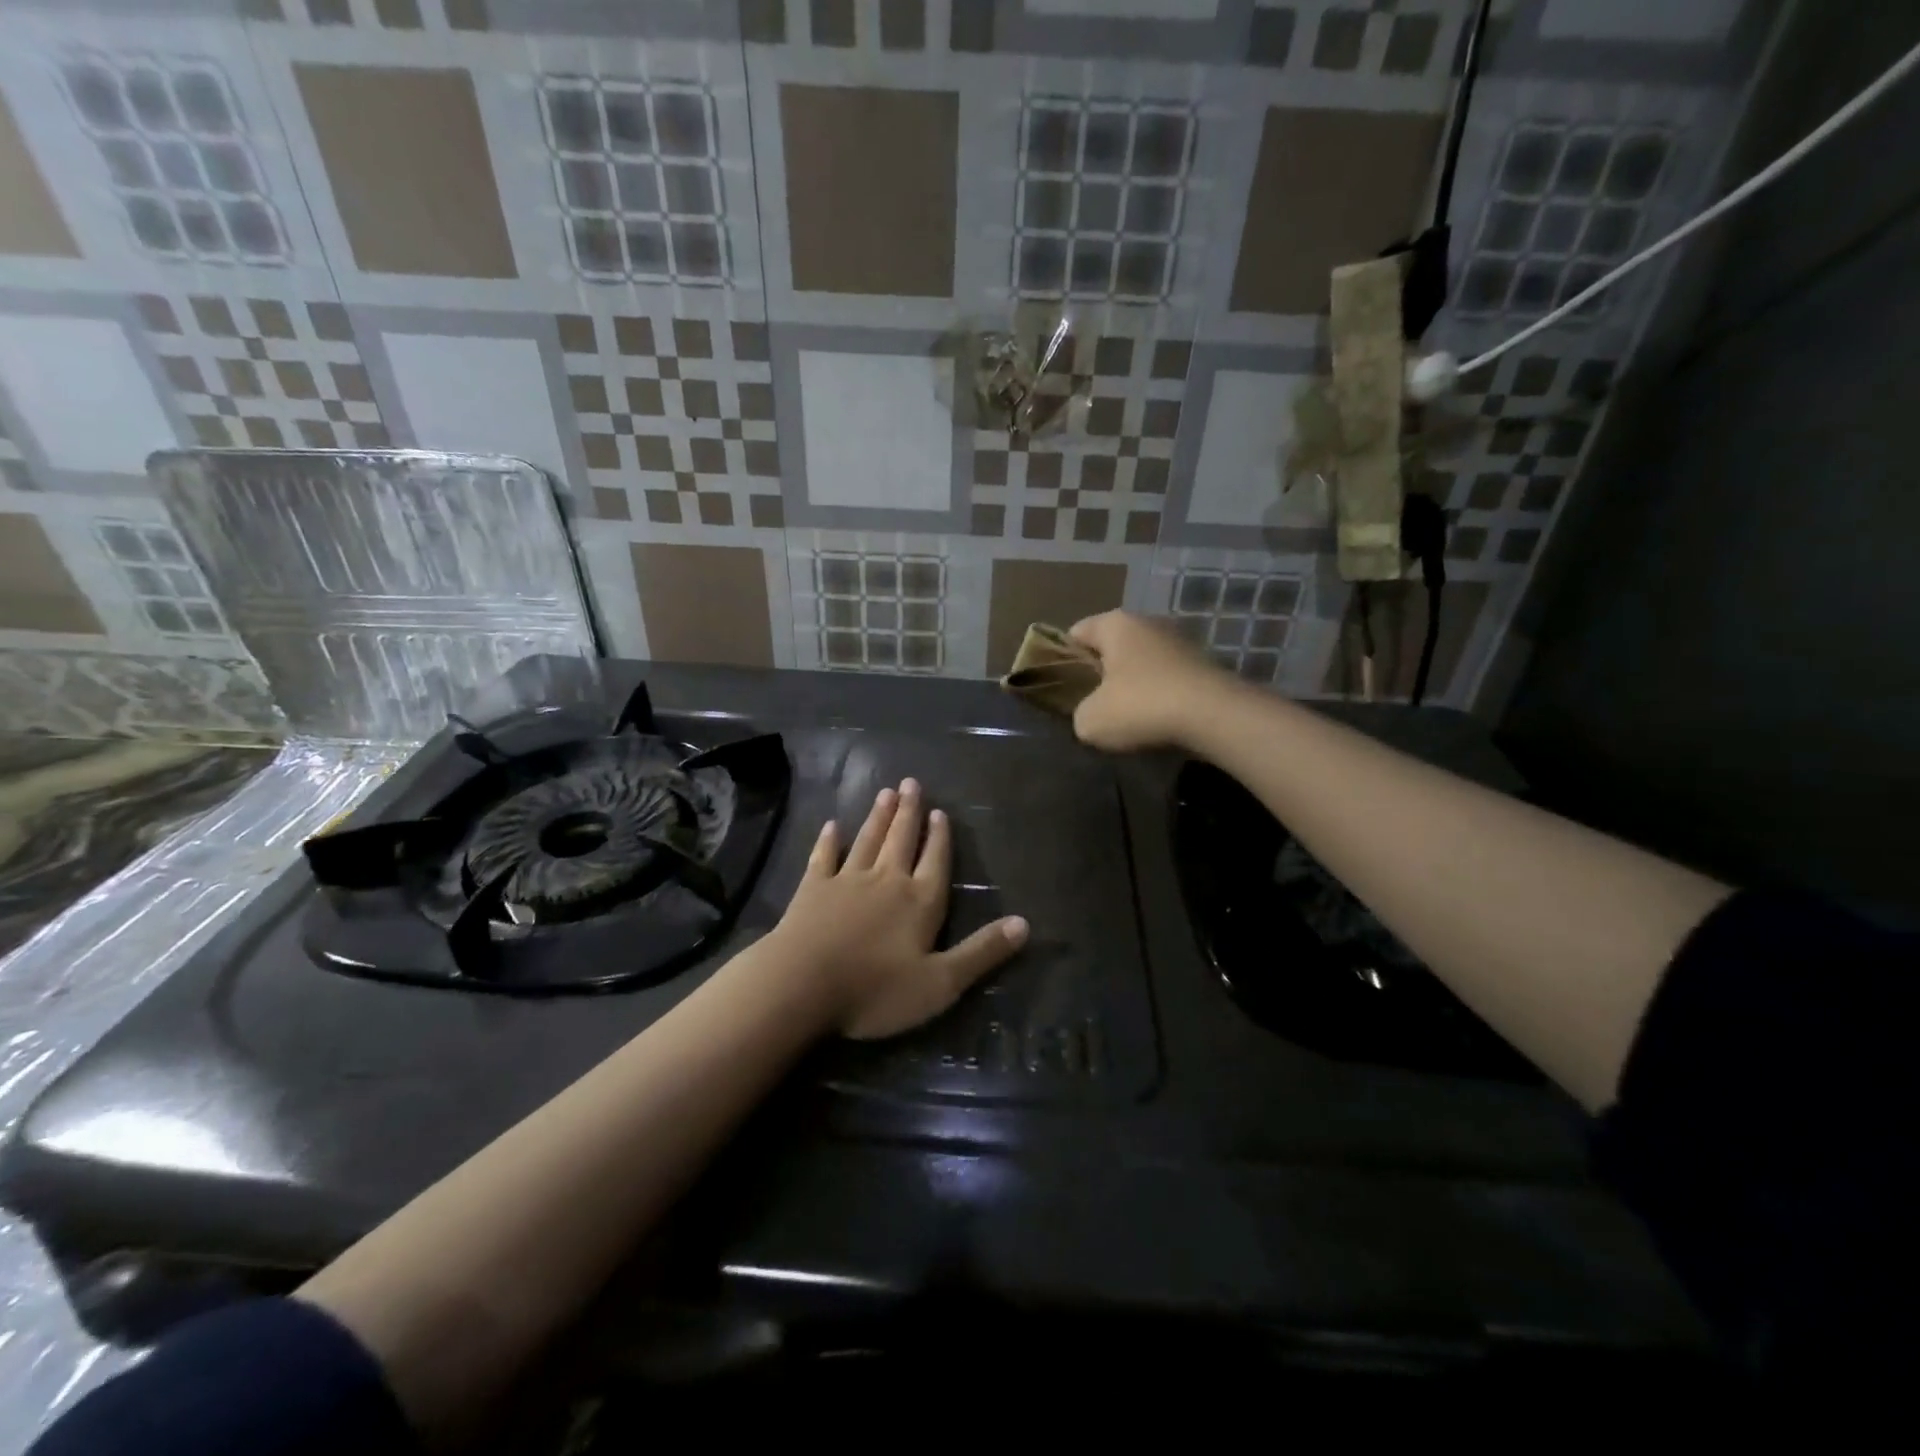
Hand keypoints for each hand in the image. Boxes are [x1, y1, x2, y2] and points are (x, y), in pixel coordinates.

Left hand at [770, 779, 1027, 1039]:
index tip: (939, 812)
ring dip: (878, 817)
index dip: (939, 838)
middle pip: (901, 840)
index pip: (935, 861)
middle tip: (911, 783)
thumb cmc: (875, 990)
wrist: (802, 985)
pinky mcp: (812, 889)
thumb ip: (981, 953)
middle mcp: (886, 881)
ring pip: (868, 841)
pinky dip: (829, 841)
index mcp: (919, 902)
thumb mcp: (940, 983)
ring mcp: (846, 881)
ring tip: (885, 793)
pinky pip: (824, 857)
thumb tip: (1025, 924)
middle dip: (908, 812)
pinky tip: (832, 826)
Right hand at [1068, 610, 1235, 752]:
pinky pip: (1167, 677)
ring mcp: (1180, 641)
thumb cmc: (1142, 707)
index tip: (1062, 687)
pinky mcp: (1203, 663)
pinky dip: (1159, 694)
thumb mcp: (1090, 721)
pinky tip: (1157, 720)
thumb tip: (1091, 714)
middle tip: (1091, 704)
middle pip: (1111, 646)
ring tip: (1126, 717)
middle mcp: (1148, 622)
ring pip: (1142, 662)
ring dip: (1132, 685)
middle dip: (1100, 672)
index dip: (1063, 658)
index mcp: (1115, 624)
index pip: (1076, 632)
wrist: (1215, 716)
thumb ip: (1080, 713)